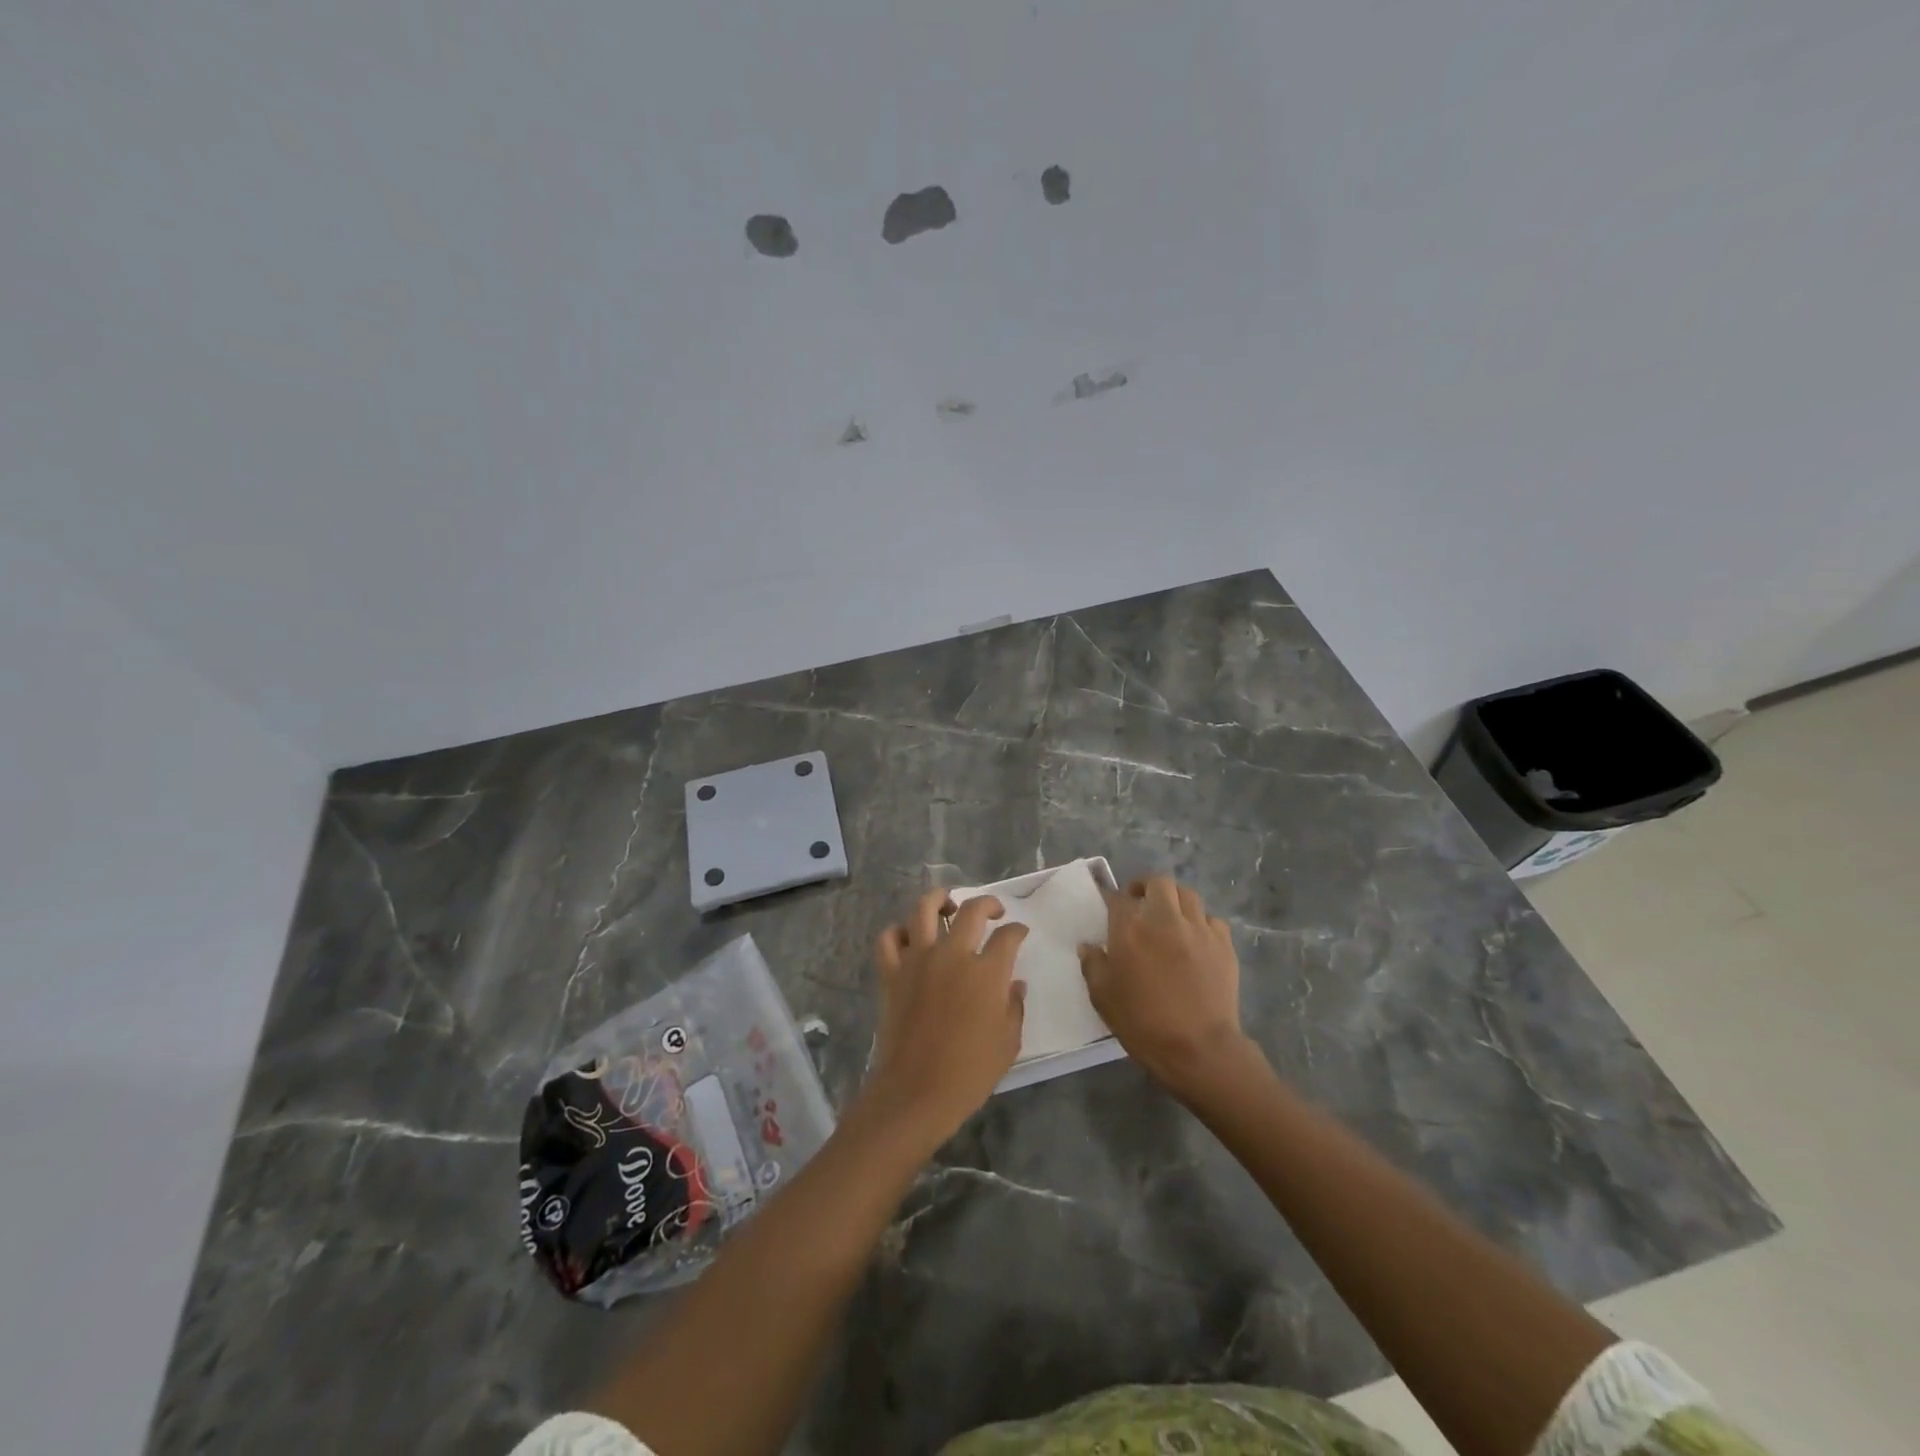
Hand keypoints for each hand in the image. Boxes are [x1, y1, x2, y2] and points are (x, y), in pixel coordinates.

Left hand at [865, 889, 1028, 1145]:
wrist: (916, 1091)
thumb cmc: (970, 1072)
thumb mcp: (1008, 1043)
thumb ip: (1014, 1006)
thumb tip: (1014, 983)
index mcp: (986, 972)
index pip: (1008, 936)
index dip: (1018, 931)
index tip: (1019, 933)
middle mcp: (953, 955)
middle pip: (971, 910)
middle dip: (988, 903)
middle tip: (994, 911)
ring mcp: (918, 960)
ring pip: (924, 909)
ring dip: (939, 900)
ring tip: (948, 906)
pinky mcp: (892, 972)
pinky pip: (889, 938)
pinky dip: (898, 931)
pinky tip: (910, 938)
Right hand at [1078, 876, 1252, 1099]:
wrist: (1199, 1048)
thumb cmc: (1143, 1023)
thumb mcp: (1103, 997)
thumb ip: (1093, 965)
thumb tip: (1088, 946)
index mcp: (1130, 928)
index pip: (1117, 897)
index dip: (1111, 899)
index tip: (1109, 907)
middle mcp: (1164, 918)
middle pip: (1158, 882)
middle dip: (1147, 888)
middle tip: (1141, 904)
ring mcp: (1198, 929)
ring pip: (1188, 895)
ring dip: (1175, 901)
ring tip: (1170, 917)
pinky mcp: (1223, 944)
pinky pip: (1212, 920)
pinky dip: (1201, 923)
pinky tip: (1196, 940)